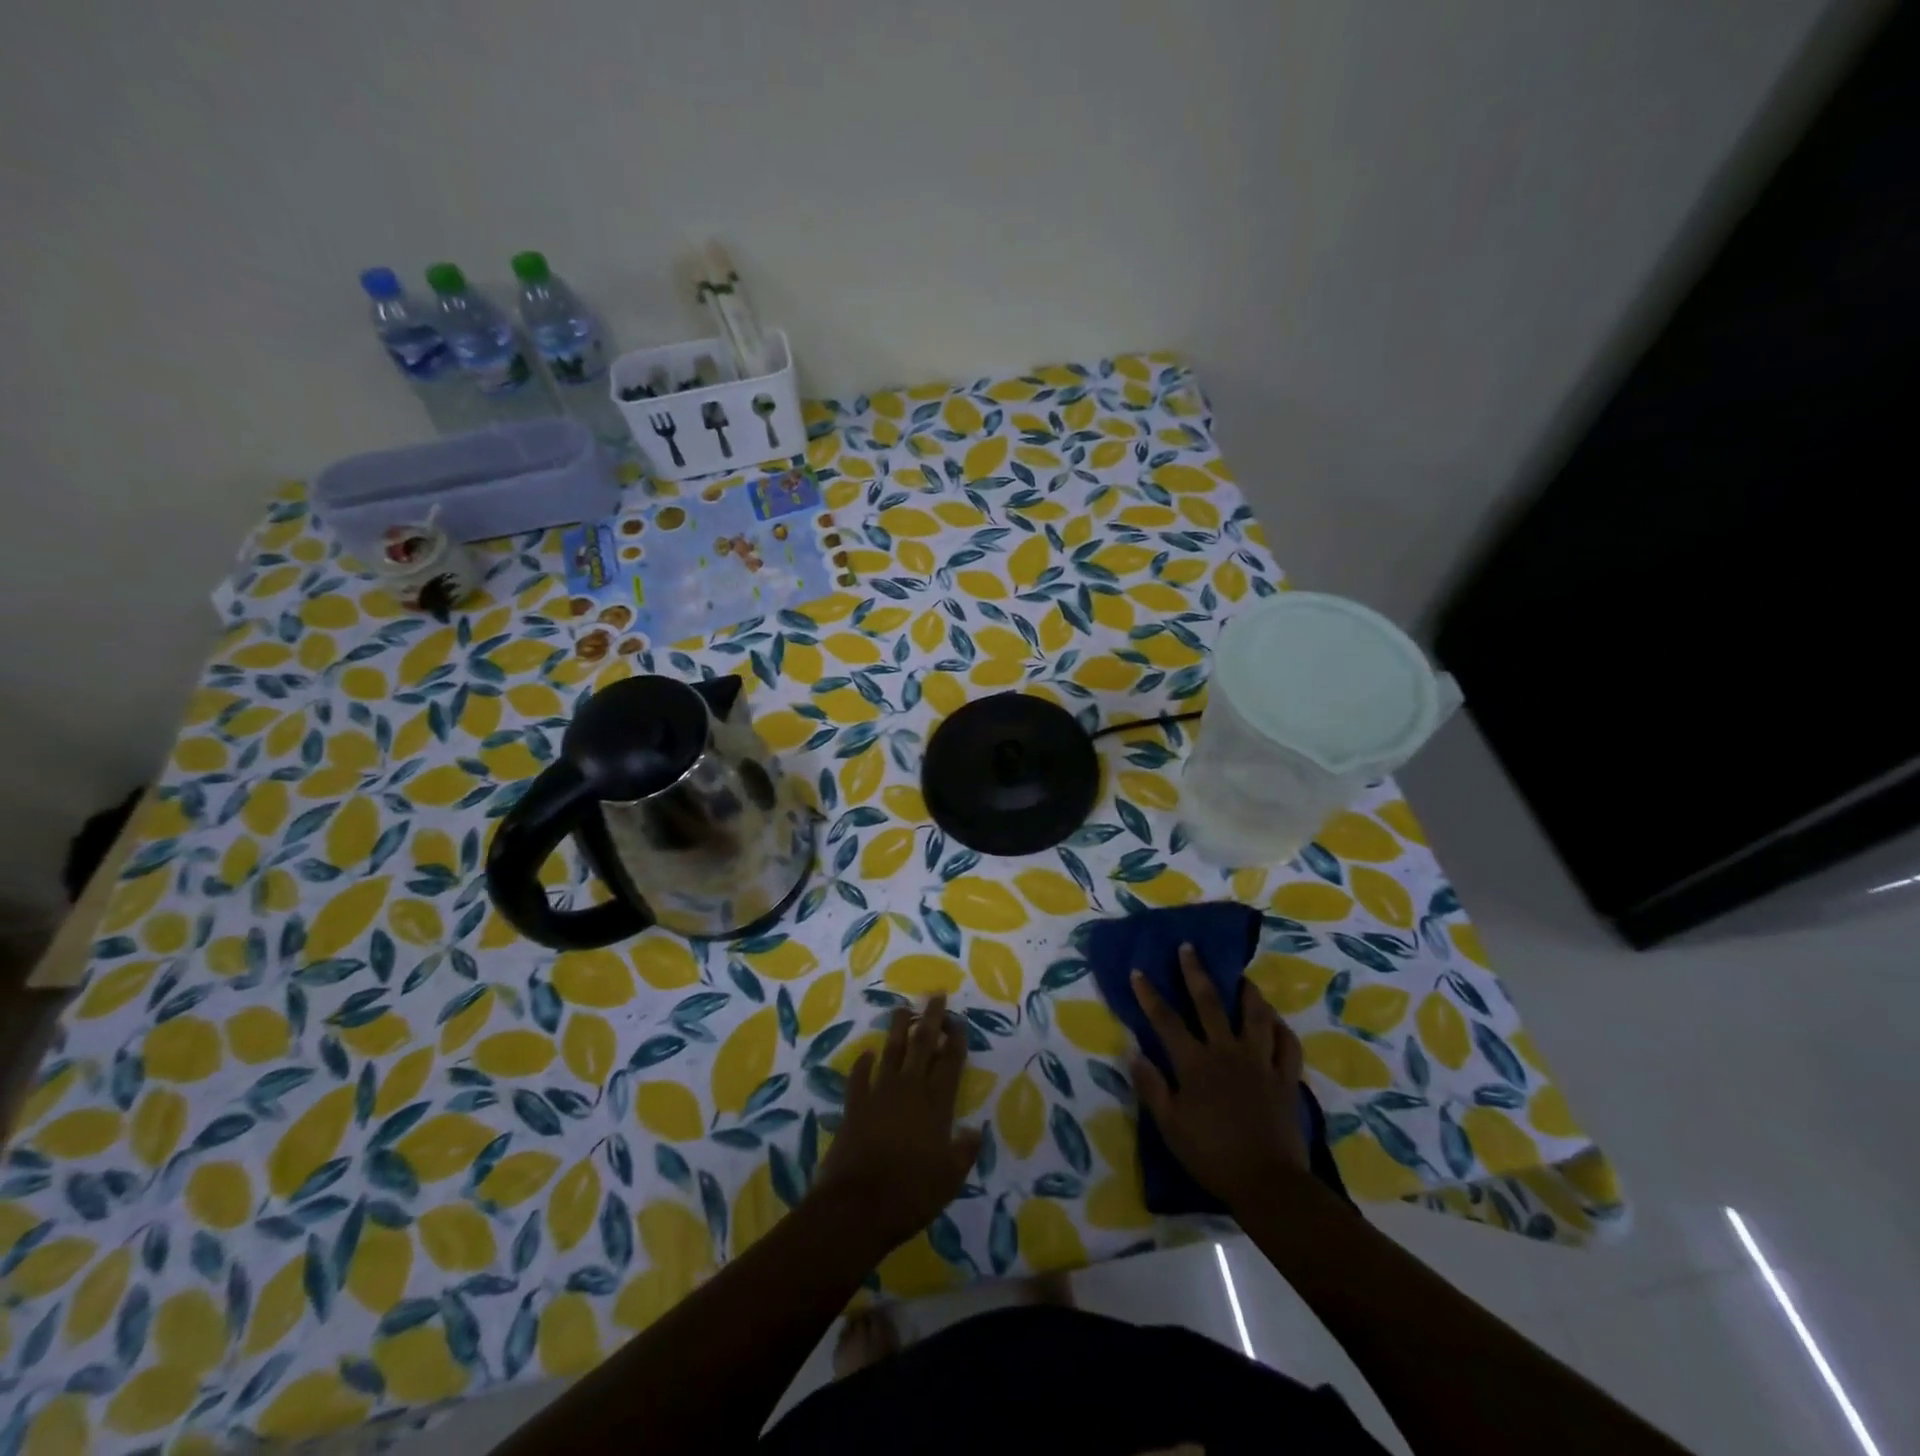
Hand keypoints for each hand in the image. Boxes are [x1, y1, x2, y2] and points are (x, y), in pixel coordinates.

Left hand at [814, 993, 982, 1253]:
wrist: (857, 1206)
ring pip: (892, 1052)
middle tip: (935, 994)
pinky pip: (859, 1078)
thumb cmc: (910, 1194)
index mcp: (936, 1104)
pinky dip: (862, 1064)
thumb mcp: (950, 1179)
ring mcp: (879, 1094)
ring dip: (898, 1029)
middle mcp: (910, 1090)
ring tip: (903, 1008)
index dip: (956, 1039)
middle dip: (931, 1018)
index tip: (959, 1019)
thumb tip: (978, 1131)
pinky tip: (866, 1054)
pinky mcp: (855, 1106)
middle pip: (923, 1045)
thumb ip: (965, 1152)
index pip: (950, 1062)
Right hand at [1131, 944, 1309, 1207]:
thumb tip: (1133, 1051)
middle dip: (1195, 973)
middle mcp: (1227, 1051)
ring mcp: (1260, 1062)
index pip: (1166, 1020)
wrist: (1268, 1183)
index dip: (1150, 995)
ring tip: (1243, 979)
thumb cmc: (1211, 1155)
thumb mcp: (1169, 1125)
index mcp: (1194, 1062)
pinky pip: (1288, 1046)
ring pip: (1256, 1016)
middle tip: (1189, 947)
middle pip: (1209, 1003)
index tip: (1138, 971)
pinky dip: (1282, 1030)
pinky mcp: (1286, 1078)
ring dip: (1248, 993)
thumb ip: (1151, 1086)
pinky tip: (1277, 1021)